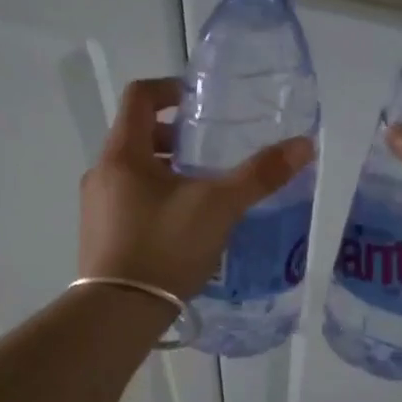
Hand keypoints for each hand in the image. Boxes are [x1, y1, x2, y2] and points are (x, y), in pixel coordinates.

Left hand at [80, 77, 313, 299]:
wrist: (118, 312)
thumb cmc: (165, 246)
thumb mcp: (219, 206)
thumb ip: (260, 174)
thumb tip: (304, 145)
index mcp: (123, 154)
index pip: (139, 96)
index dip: (170, 89)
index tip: (200, 101)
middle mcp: (102, 173)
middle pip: (137, 134)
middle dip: (175, 136)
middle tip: (209, 151)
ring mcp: (96, 206)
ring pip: (134, 170)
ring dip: (167, 168)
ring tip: (203, 189)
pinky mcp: (100, 235)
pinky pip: (129, 199)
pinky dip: (156, 196)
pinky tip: (184, 224)